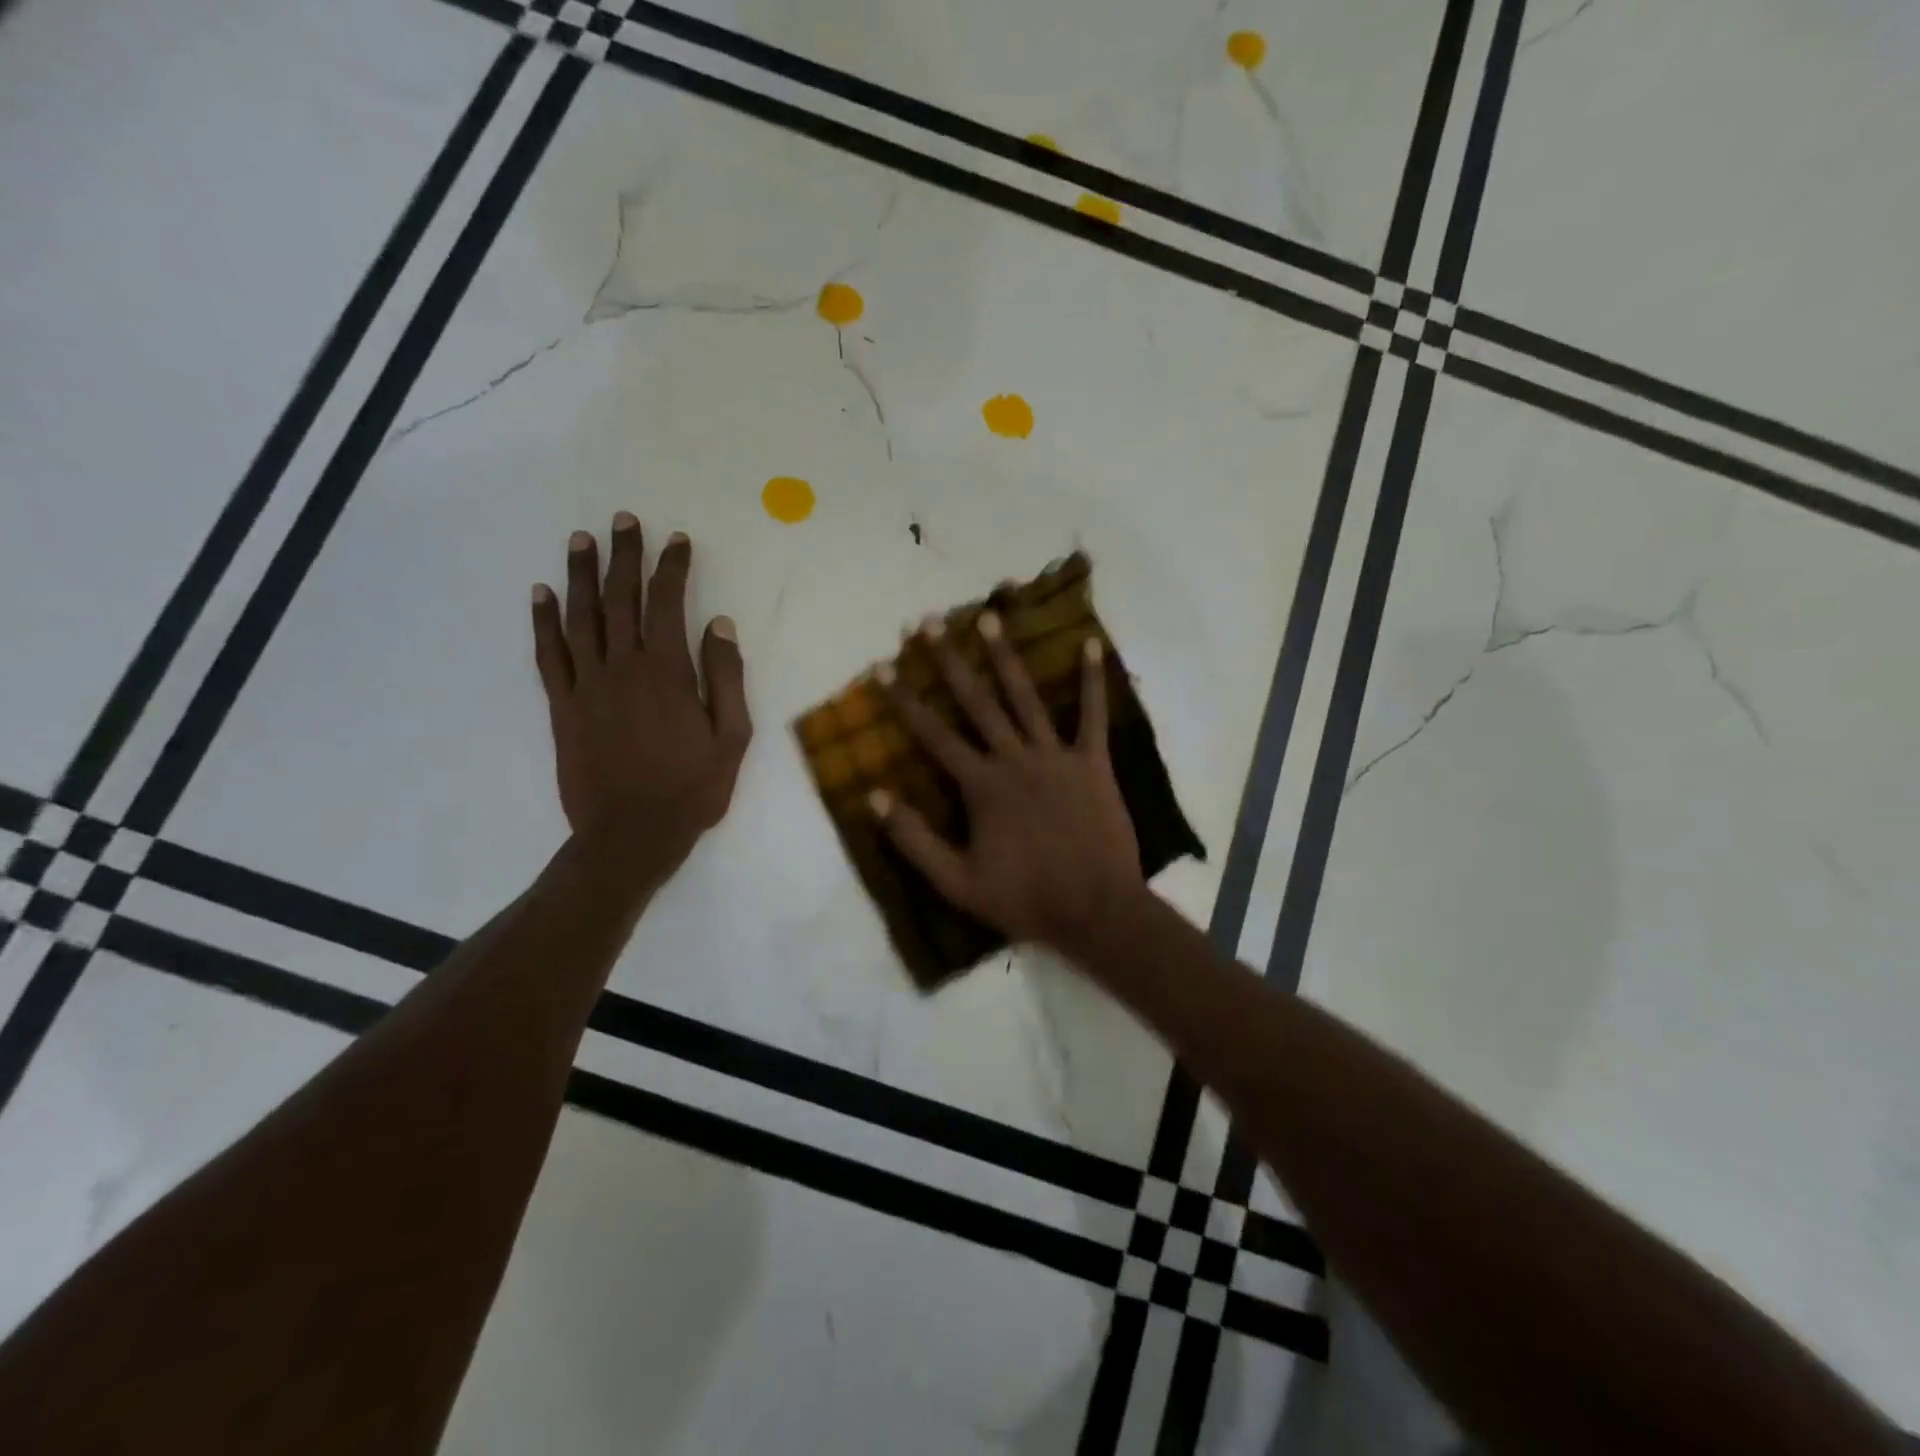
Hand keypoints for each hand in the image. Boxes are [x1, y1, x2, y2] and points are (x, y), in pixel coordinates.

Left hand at [531, 514, 750, 889]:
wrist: (631, 835)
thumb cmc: (692, 789)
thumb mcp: (731, 738)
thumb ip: (726, 678)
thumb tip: (719, 625)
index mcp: (668, 673)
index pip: (667, 605)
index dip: (672, 569)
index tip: (677, 541)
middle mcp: (623, 668)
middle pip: (620, 600)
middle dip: (625, 557)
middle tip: (624, 520)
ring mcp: (587, 686)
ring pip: (581, 618)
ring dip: (582, 576)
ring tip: (582, 541)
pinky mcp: (563, 707)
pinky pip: (549, 655)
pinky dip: (544, 621)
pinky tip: (542, 594)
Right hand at [873, 611, 1143, 955]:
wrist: (1095, 910)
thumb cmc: (1024, 898)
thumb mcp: (956, 882)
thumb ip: (914, 839)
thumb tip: (875, 796)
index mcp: (982, 785)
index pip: (933, 734)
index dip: (905, 699)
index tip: (884, 666)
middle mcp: (1015, 759)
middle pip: (976, 701)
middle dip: (948, 660)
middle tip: (928, 622)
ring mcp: (1056, 756)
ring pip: (1025, 697)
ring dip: (1005, 657)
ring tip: (989, 617)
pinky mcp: (1093, 763)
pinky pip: (1093, 715)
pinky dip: (1091, 681)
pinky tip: (1089, 644)